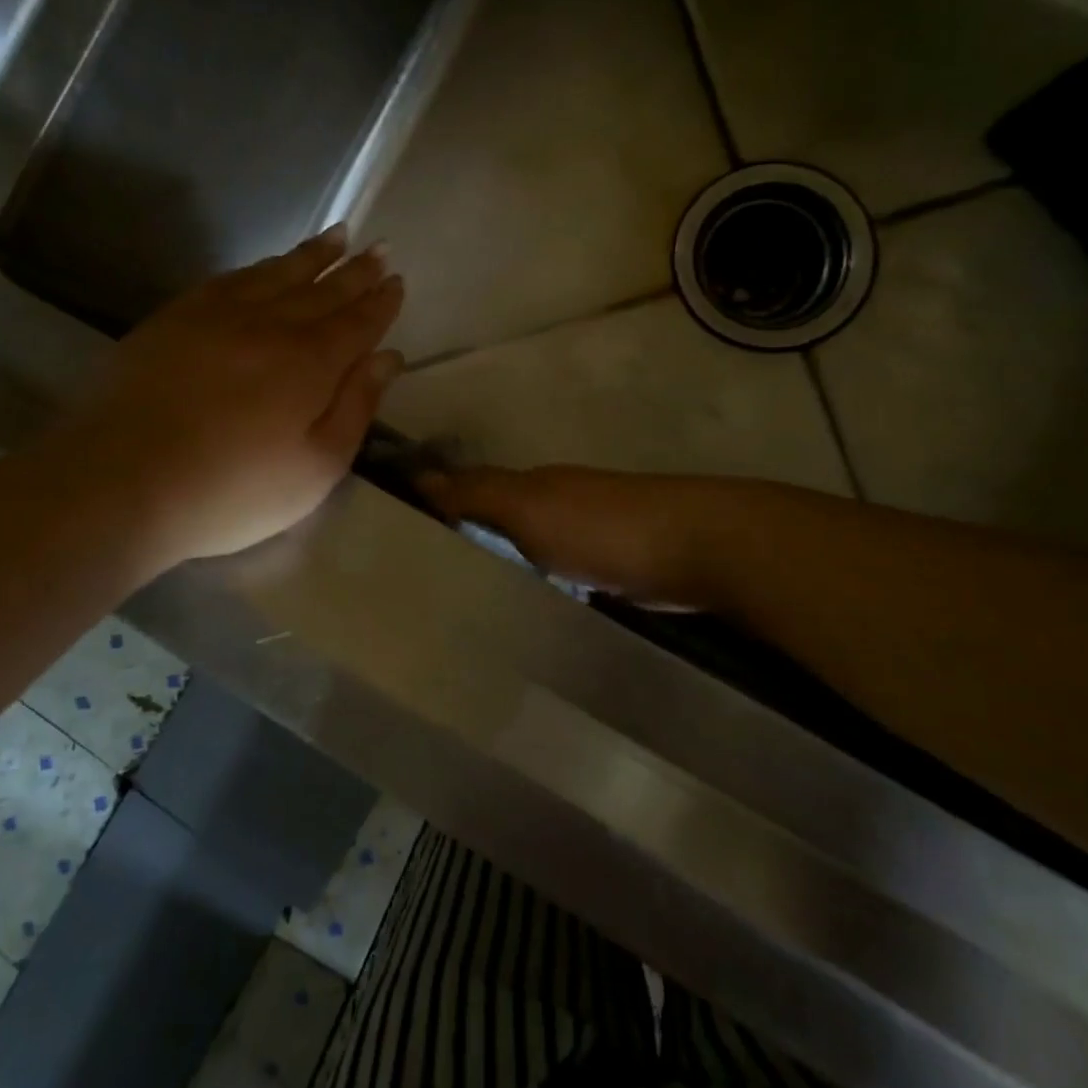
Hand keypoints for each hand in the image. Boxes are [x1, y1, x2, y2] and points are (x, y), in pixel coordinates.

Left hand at [46, 224, 404, 569]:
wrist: (122, 481)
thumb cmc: (232, 490)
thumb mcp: (316, 468)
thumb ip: (356, 408)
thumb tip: (388, 357)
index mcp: (311, 363)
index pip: (357, 322)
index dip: (380, 302)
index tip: (397, 280)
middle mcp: (271, 326)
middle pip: (323, 290)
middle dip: (355, 270)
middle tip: (378, 247)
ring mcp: (219, 316)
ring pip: (278, 274)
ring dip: (312, 255)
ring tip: (338, 235)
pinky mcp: (176, 318)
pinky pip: (230, 279)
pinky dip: (258, 267)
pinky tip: (267, 265)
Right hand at [417, 466, 728, 609]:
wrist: (695, 549)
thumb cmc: (603, 526)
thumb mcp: (530, 507)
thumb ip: (478, 494)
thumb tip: (419, 475)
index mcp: (530, 487)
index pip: (467, 491)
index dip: (433, 507)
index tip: (391, 538)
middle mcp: (551, 506)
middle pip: (493, 523)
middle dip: (459, 543)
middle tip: (413, 586)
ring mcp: (581, 539)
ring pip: (522, 552)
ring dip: (495, 568)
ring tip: (452, 606)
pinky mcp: (604, 571)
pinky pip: (552, 577)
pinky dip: (531, 588)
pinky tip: (513, 611)